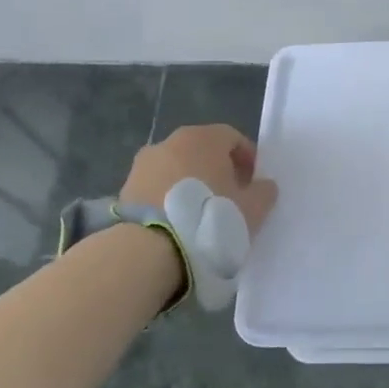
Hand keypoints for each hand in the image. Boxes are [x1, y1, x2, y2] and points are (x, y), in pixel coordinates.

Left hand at [120, 124, 278, 234]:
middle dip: (217, 170)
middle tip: (229, 198)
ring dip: (190, 184)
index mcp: (203, 138)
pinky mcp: (125, 189)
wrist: (149, 250)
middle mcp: (170, 142)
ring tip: (200, 215)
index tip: (253, 183)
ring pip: (176, 169)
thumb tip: (263, 185)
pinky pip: (156, 188)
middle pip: (202, 151)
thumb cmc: (210, 219)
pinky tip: (177, 224)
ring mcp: (143, 164)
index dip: (247, 158)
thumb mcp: (253, 209)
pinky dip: (168, 199)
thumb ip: (264, 191)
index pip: (232, 137)